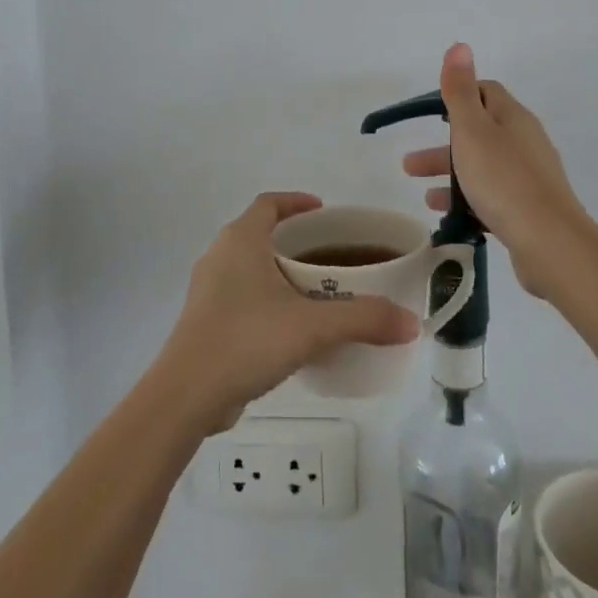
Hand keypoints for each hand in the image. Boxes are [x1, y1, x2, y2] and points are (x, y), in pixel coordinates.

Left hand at [157, 192, 419, 430]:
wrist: (186, 395)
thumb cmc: (246, 340)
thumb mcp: (312, 327)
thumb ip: (364, 319)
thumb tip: (411, 322)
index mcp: (240, 240)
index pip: (269, 203)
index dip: (296, 202)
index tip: (324, 211)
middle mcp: (220, 255)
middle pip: (260, 232)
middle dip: (295, 239)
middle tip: (331, 254)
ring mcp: (208, 289)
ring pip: (250, 265)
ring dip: (280, 270)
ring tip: (317, 290)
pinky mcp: (205, 319)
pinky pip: (242, 294)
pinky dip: (267, 297)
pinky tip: (290, 326)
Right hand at [404, 44, 590, 301]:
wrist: (550, 242)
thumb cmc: (503, 180)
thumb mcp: (472, 130)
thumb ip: (460, 91)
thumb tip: (460, 45)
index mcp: (512, 118)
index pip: (485, 92)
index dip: (457, 96)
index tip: (428, 114)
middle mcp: (525, 142)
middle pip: (479, 134)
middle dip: (443, 147)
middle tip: (409, 166)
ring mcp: (530, 177)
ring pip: (483, 168)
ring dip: (452, 177)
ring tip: (425, 198)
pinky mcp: (530, 209)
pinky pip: (493, 197)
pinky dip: (469, 201)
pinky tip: (451, 220)